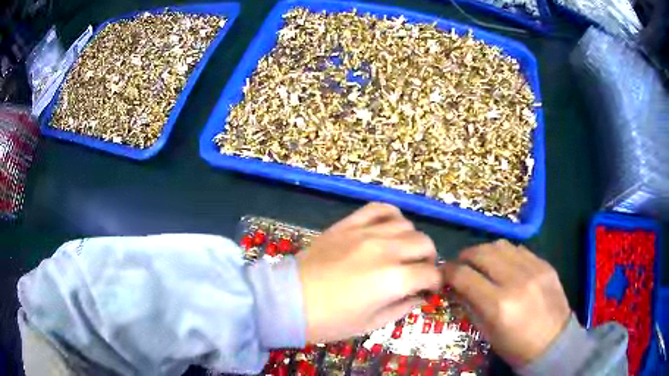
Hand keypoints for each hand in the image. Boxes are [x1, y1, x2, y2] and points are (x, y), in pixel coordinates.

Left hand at [297, 203, 441, 342]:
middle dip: (428, 259)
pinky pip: (378, 209)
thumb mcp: (370, 324)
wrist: (288, 301)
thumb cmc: (329, 321)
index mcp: (394, 279)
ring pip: (406, 224)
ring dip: (412, 239)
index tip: (430, 289)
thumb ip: (402, 308)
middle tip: (418, 272)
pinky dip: (391, 216)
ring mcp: (366, 233)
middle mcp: (386, 250)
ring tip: (403, 252)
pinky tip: (389, 228)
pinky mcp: (348, 224)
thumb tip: (420, 297)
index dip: (435, 283)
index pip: (431, 273)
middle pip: (424, 243)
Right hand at [441, 240, 570, 367]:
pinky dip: (505, 253)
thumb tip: (456, 287)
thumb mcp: (487, 333)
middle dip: (465, 255)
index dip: (449, 272)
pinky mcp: (545, 264)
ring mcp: (534, 269)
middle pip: (482, 253)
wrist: (553, 343)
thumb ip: (470, 306)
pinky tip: (504, 264)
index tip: (443, 273)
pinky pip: (519, 249)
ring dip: (485, 251)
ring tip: (481, 261)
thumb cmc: (515, 346)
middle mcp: (516, 281)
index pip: (465, 276)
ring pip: (501, 245)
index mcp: (498, 305)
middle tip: (460, 263)